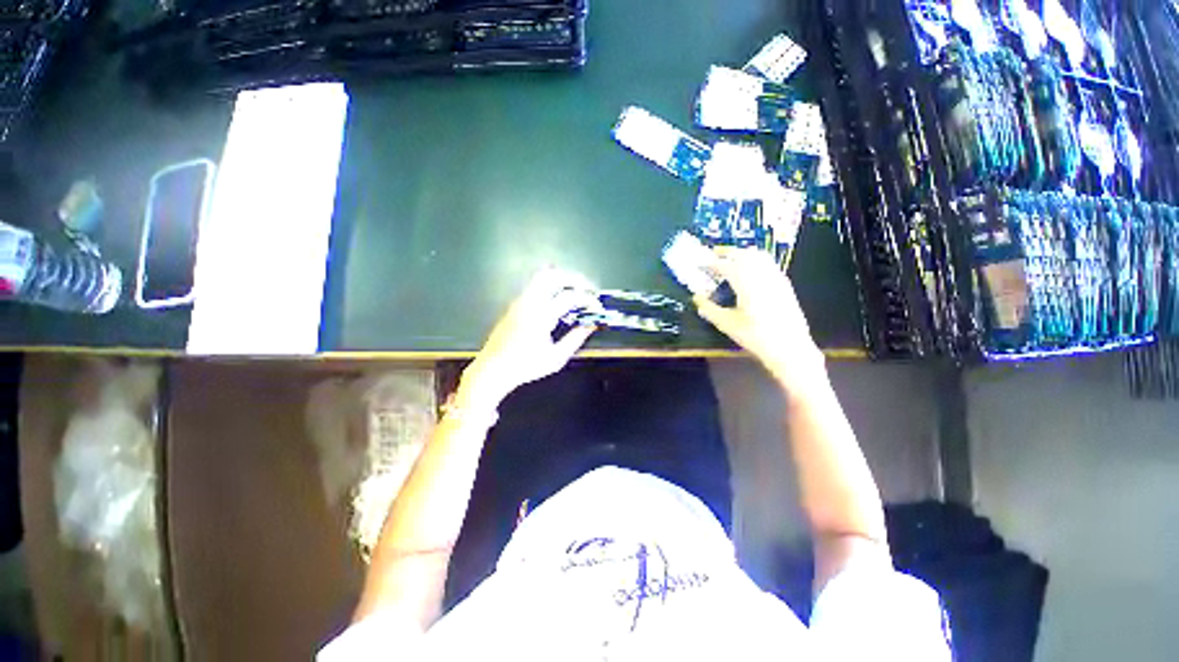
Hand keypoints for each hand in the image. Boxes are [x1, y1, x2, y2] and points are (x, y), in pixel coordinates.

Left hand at [459, 269, 601, 407]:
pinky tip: (558, 300)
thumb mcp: (556, 358)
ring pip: (541, 277)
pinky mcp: (515, 304)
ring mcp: (520, 301)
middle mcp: (529, 302)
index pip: (569, 296)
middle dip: (573, 278)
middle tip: (587, 289)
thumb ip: (576, 338)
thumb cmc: (526, 366)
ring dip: (561, 280)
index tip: (596, 305)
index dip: (587, 298)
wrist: (493, 369)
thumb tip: (591, 325)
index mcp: (541, 316)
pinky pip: (535, 286)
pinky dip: (551, 286)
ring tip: (575, 291)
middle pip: (553, 275)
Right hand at [693, 248, 825, 391]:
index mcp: (745, 282)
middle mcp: (761, 274)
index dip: (710, 263)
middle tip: (713, 257)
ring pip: (758, 255)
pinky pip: (768, 264)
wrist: (790, 348)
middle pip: (743, 253)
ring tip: (730, 262)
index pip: (724, 265)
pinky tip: (749, 274)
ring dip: (742, 254)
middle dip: (727, 253)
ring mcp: (775, 277)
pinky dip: (755, 262)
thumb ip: (709, 310)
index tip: (700, 264)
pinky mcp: (784, 284)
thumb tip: (697, 299)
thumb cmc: (755, 336)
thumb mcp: (727, 324)